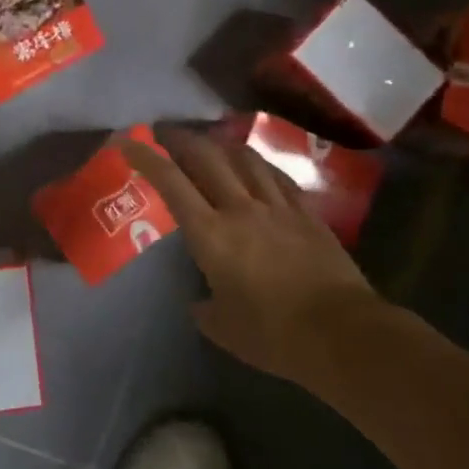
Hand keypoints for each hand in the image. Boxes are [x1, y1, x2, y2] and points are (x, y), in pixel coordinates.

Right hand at [122, 128, 376, 389]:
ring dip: (221, 146)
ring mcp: (278, 207)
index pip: (171, 183)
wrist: (341, 332)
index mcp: (211, 235)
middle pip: (207, 158)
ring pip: (245, 159)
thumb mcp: (223, 328)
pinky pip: (278, 176)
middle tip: (165, 134)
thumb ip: (204, 308)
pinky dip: (258, 164)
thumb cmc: (273, 334)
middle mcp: (241, 209)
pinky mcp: (307, 214)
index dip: (146, 158)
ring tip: (210, 143)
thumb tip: (201, 301)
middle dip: (181, 140)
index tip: (127, 142)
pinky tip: (255, 165)